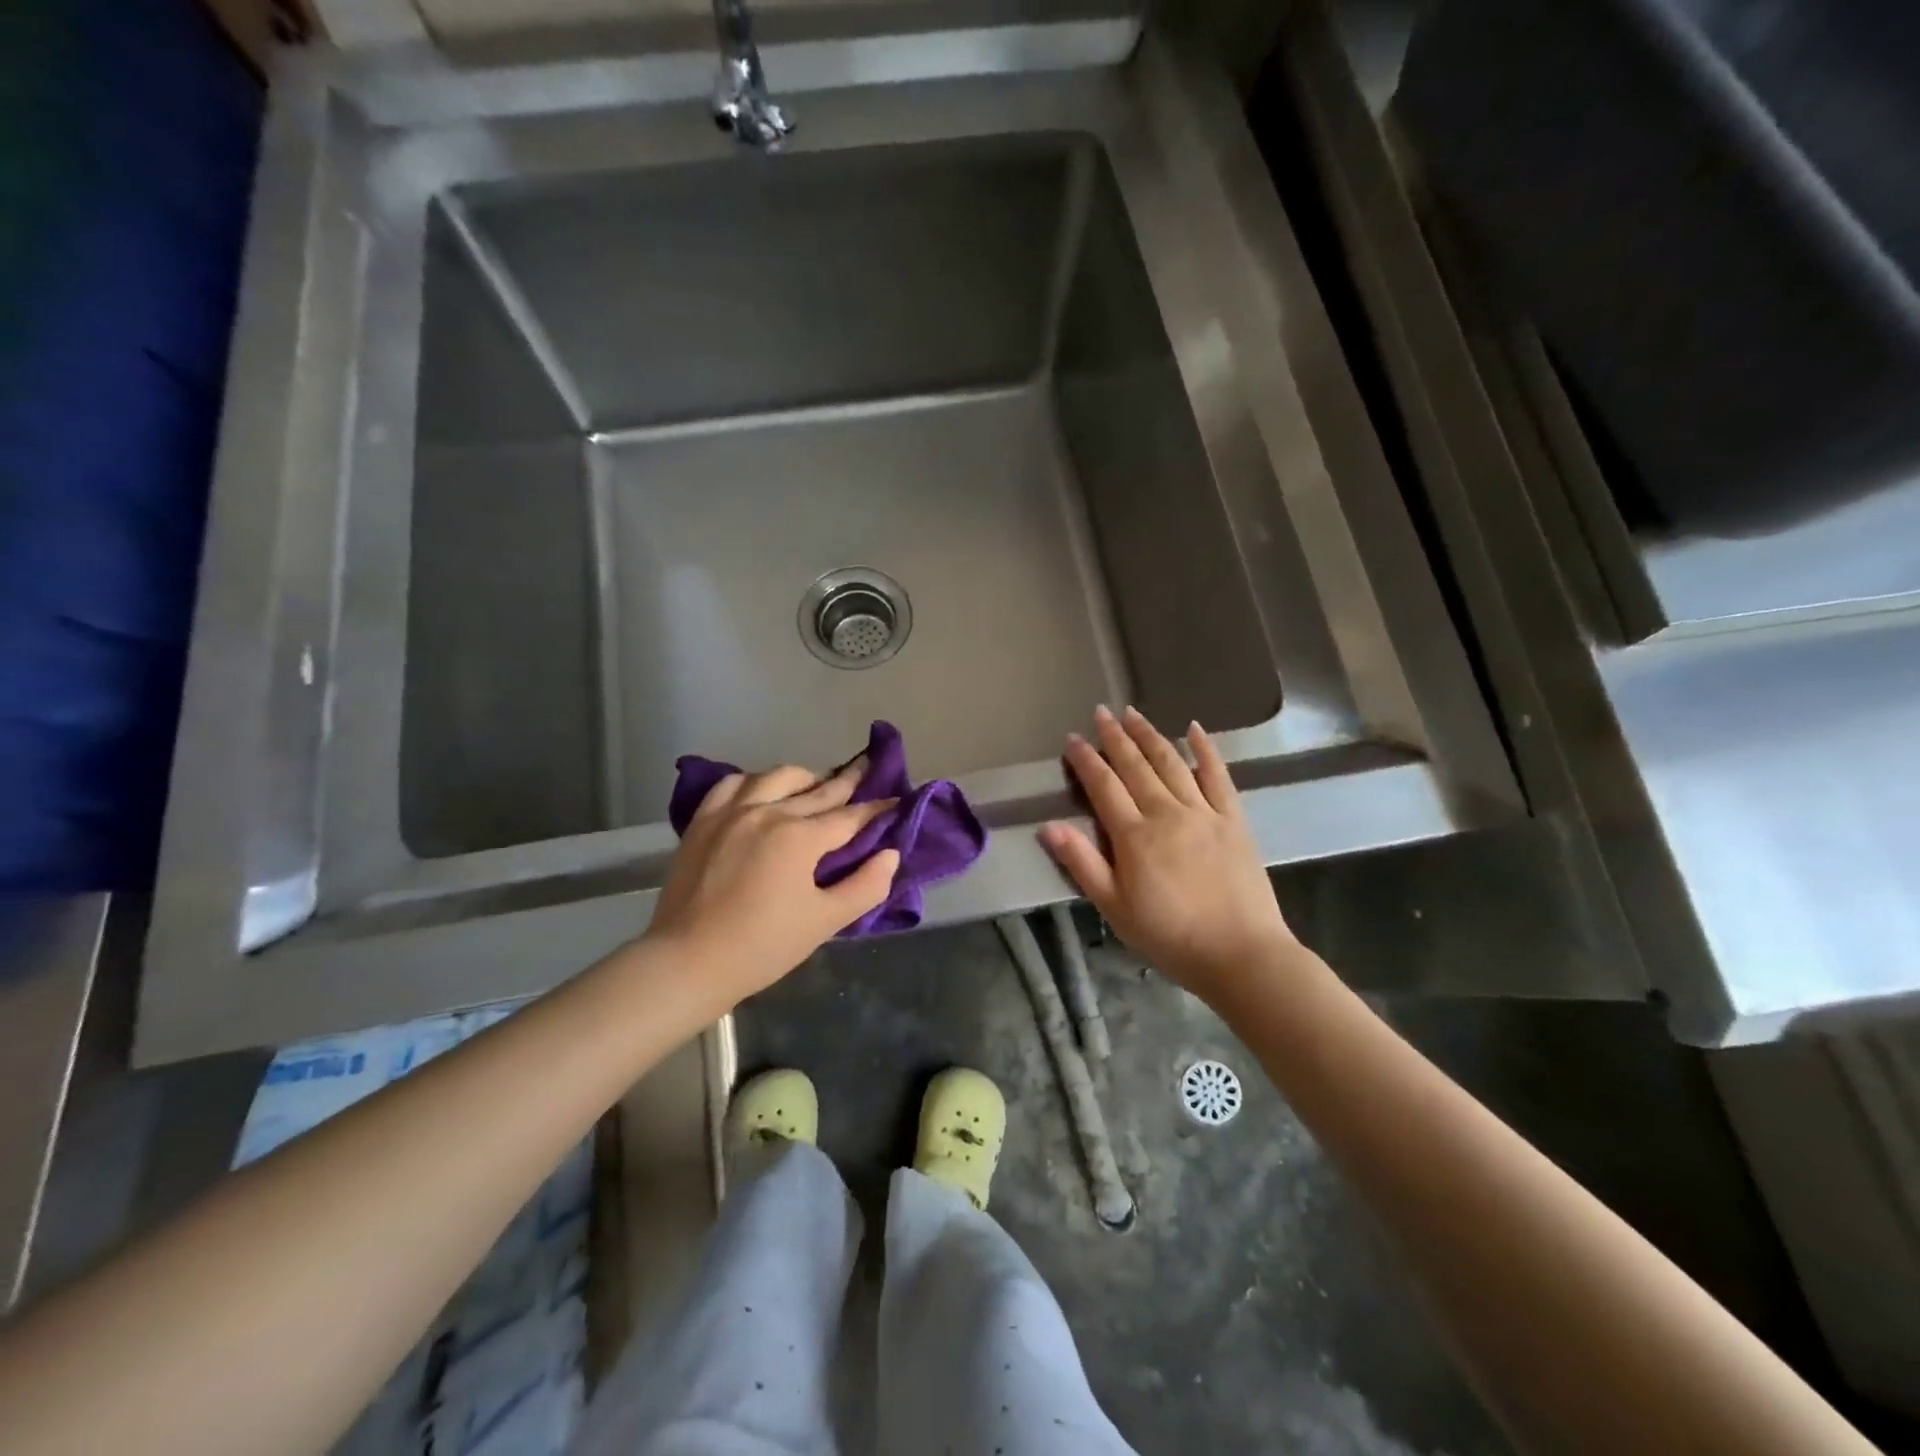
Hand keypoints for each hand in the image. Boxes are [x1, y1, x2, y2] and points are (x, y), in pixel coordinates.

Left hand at [648, 759, 899, 1006]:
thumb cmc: (763, 946)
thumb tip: (891, 854)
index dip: (877, 809)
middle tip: (868, 768)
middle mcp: (769, 811)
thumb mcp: (825, 922)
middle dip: (848, 780)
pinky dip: (756, 782)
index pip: (850, 816)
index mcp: (800, 837)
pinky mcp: (704, 819)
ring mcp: (732, 811)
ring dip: (804, 778)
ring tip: (816, 786)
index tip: (897, 800)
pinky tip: (762, 792)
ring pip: (777, 776)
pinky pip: (734, 784)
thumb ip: (865, 886)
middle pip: (819, 789)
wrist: (688, 962)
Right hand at [1040, 706, 1299, 1003]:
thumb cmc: (1170, 937)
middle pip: (1136, 765)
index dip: (1086, 760)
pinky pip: (1218, 776)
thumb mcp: (1114, 908)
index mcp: (1134, 835)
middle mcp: (1166, 813)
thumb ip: (1082, 864)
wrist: (1240, 954)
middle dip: (1115, 737)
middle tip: (1101, 712)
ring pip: (1171, 762)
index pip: (1103, 786)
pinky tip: (1194, 729)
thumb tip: (1048, 826)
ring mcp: (1203, 812)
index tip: (1072, 739)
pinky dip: (1205, 750)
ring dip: (1150, 735)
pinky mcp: (1233, 820)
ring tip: (1134, 713)